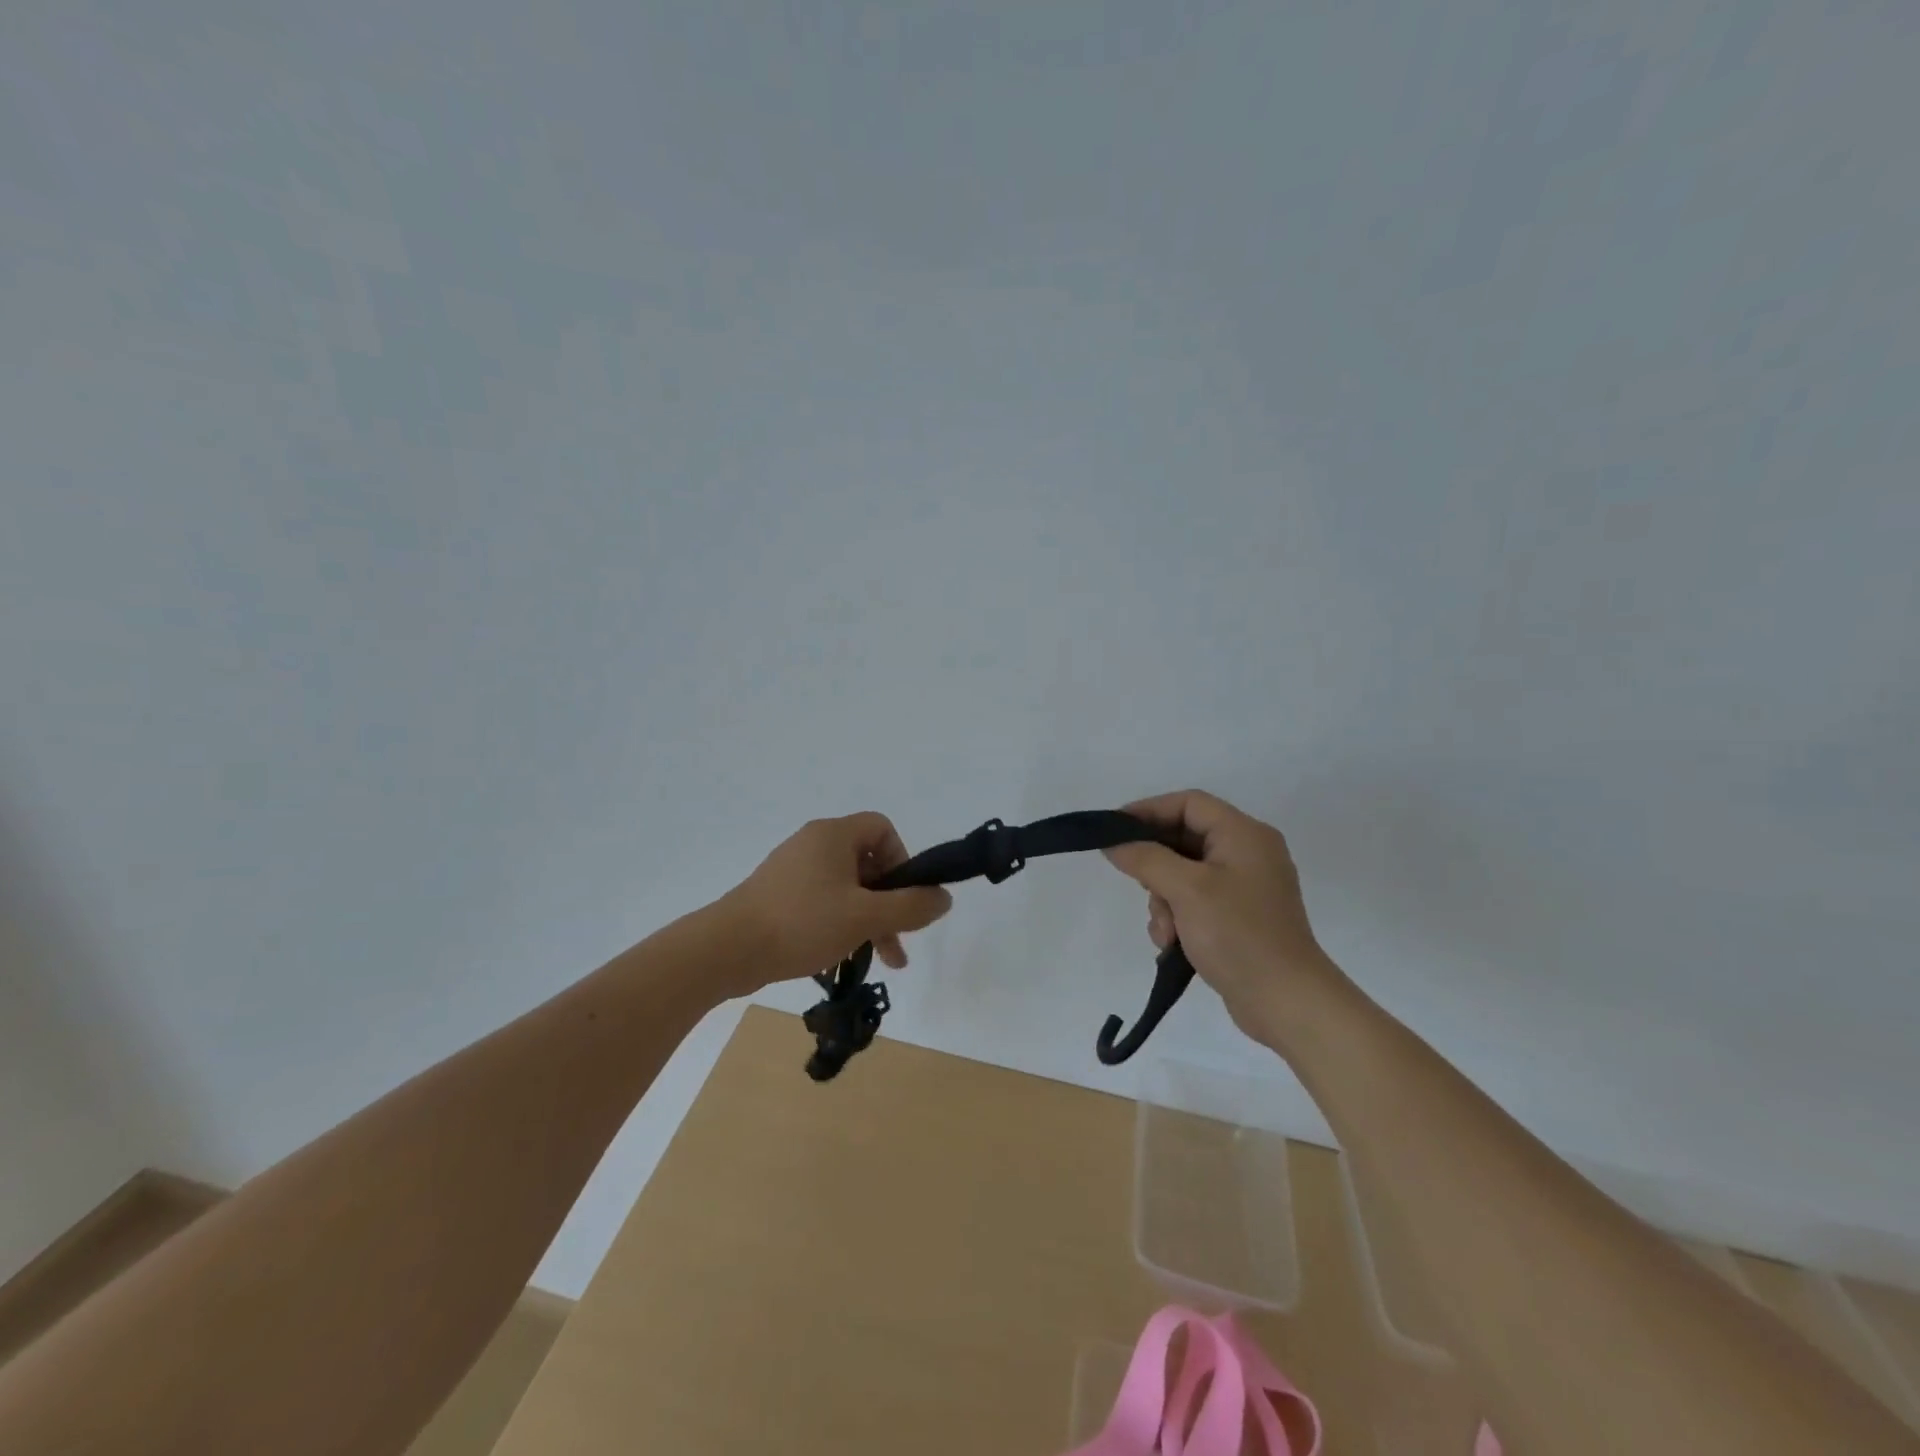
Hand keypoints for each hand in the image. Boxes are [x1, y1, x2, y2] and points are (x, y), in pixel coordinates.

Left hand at [718, 813, 953, 996]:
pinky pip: (821, 900)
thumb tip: (944, 897)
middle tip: (898, 940)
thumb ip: (911, 907)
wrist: (726, 949)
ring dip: (868, 919)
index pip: (883, 828)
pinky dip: (839, 923)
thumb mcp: (865, 917)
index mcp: (833, 835)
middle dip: (889, 902)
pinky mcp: (777, 895)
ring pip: (846, 887)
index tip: (902, 897)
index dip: (902, 860)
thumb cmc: (801, 923)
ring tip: (879, 960)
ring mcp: (792, 869)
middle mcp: (813, 843)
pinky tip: (840, 956)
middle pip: (867, 862)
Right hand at [1103, 790, 1341, 1047]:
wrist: (1286, 1003)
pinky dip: (1178, 917)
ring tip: (1164, 930)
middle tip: (1137, 884)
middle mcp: (1248, 853)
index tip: (1114, 829)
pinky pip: (1195, 901)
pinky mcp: (1239, 917)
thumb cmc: (1238, 934)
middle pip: (1184, 838)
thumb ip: (1146, 858)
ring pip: (1184, 874)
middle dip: (1155, 865)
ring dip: (1164, 899)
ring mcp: (1245, 887)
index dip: (1148, 810)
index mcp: (1244, 834)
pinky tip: (1173, 943)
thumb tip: (1114, 843)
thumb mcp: (1186, 890)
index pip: (1188, 803)